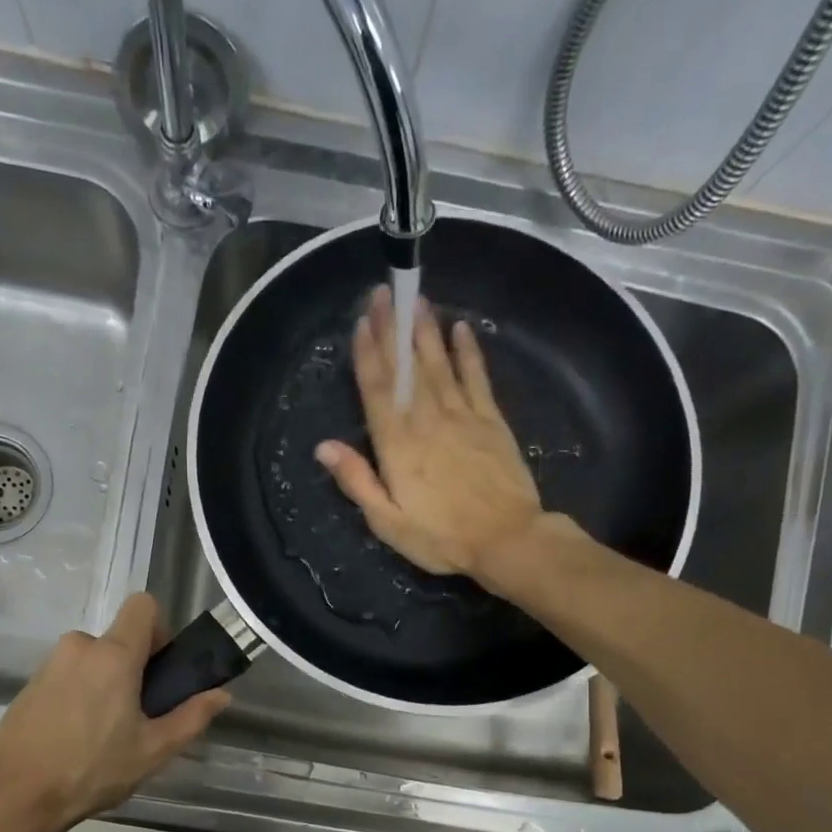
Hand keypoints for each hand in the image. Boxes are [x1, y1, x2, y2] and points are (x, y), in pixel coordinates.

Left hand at [0, 594, 230, 831]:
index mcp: (113, 655)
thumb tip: (221, 694)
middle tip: (138, 715)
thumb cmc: (92, 770)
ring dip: (106, 683)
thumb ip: (191, 717)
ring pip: (93, 659)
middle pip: (119, 639)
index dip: (160, 630)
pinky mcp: (29, 684)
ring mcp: (49, 664)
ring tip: (105, 733)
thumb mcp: (153, 750)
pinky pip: (68, 675)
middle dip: (134, 668)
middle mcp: (79, 647)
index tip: (161, 669)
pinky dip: (80, 694)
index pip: (143, 606)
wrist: (16, 796)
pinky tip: (76, 737)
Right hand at [315, 285, 543, 577]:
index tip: (362, 321)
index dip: (368, 354)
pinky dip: (468, 351)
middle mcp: (427, 420)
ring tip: (416, 299)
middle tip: (384, 291)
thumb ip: (357, 481)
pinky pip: (477, 377)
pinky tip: (462, 329)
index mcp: (398, 445)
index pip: (377, 390)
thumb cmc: (441, 538)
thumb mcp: (388, 521)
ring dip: (426, 331)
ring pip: (439, 364)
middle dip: (392, 329)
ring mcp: (463, 416)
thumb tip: (324, 446)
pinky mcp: (491, 420)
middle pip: (406, 368)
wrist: (506, 540)